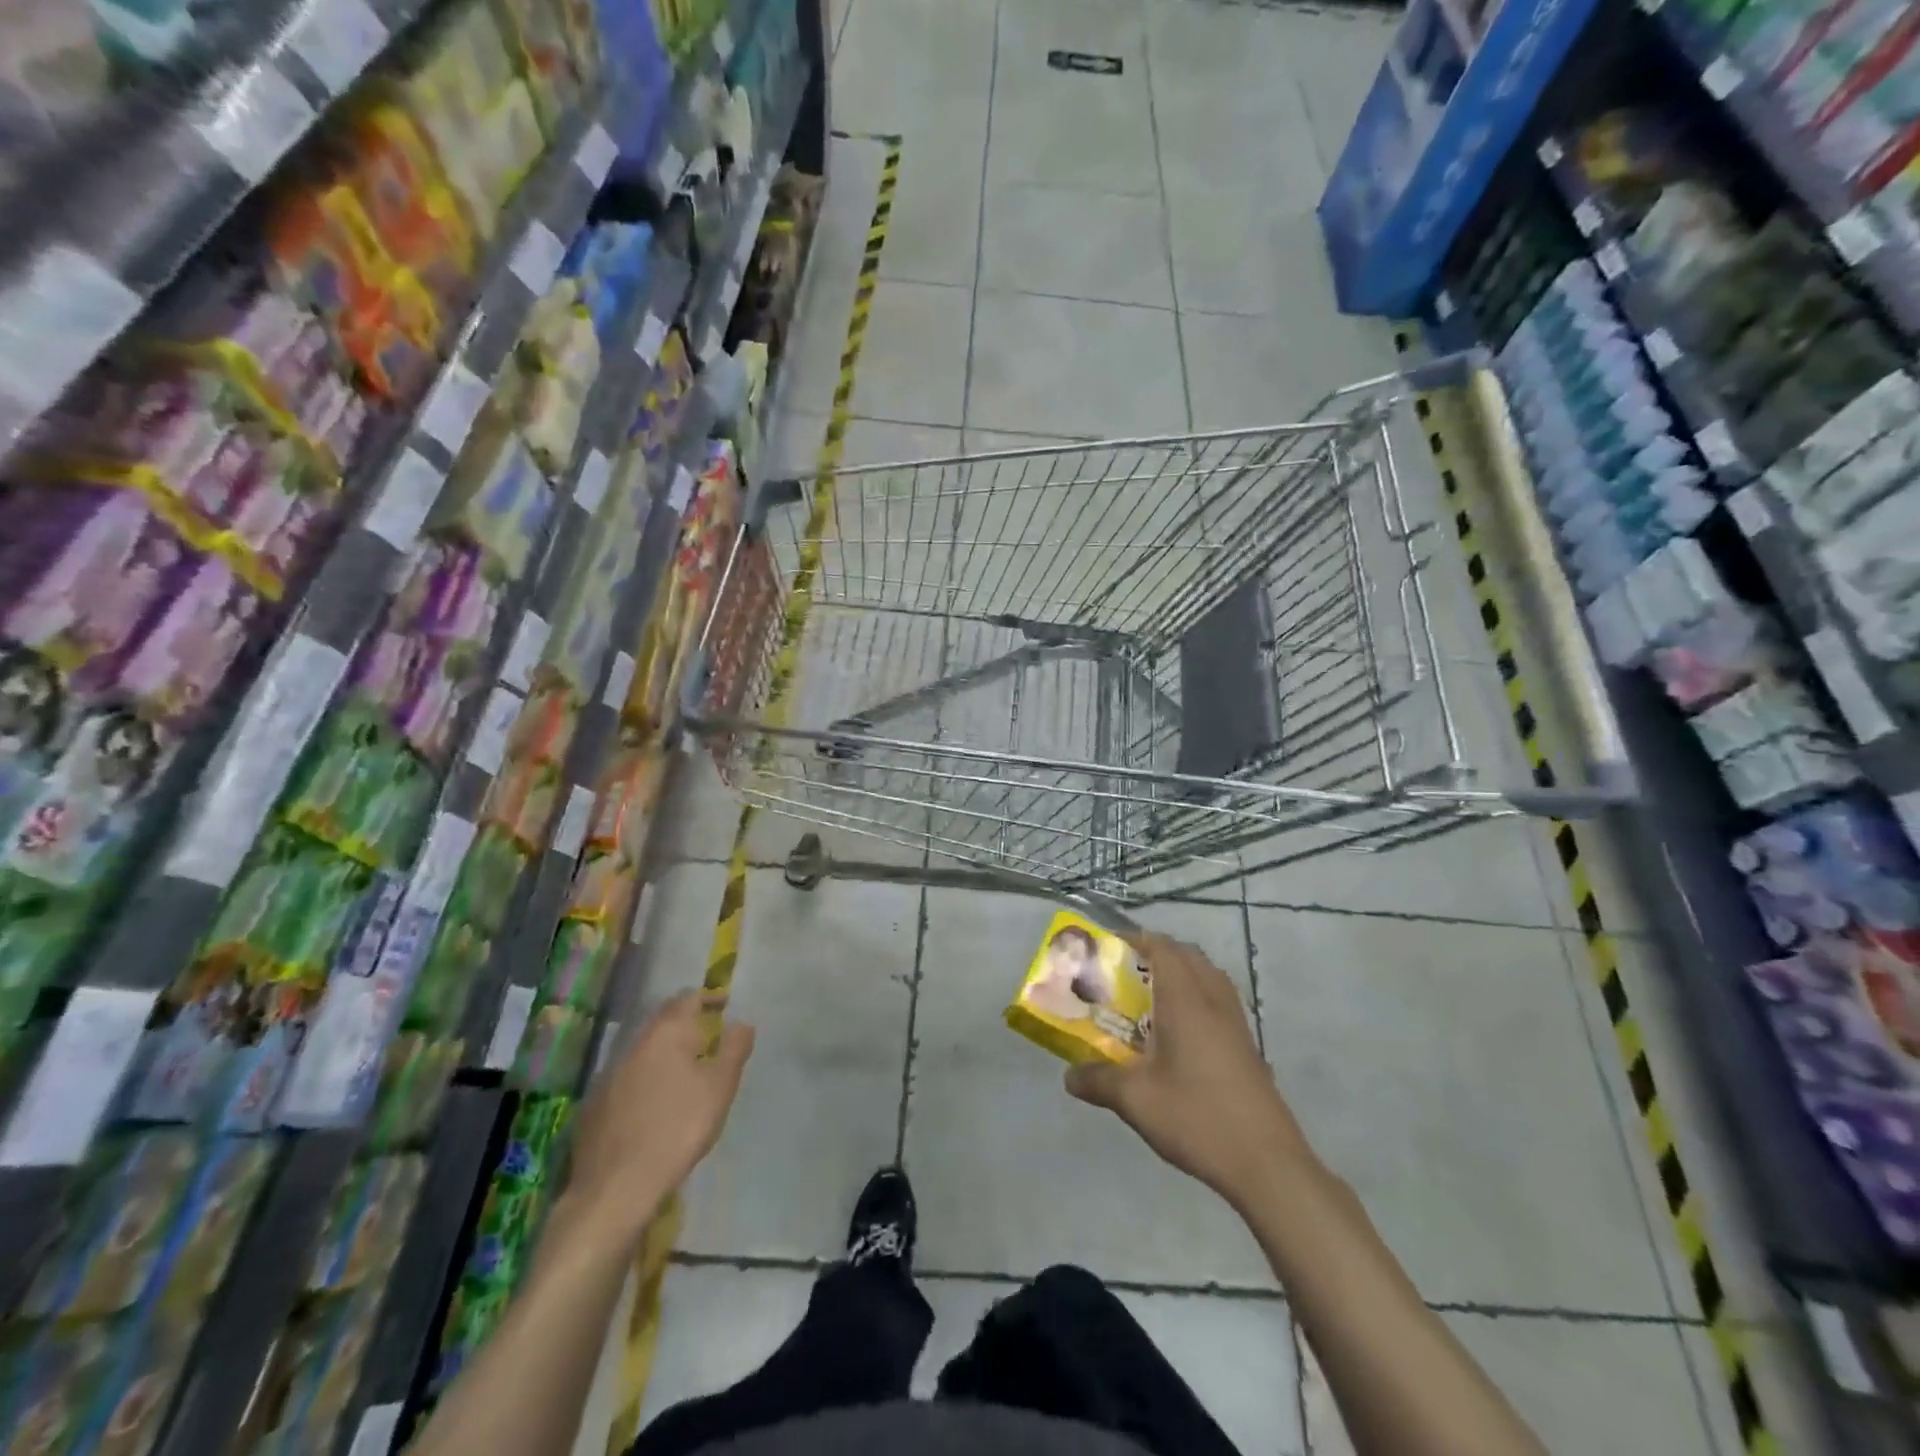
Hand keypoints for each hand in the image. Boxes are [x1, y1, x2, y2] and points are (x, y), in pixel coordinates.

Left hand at [566, 991, 754, 1239]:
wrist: (615, 1188)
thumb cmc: (677, 1130)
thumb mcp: (719, 1089)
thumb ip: (734, 1049)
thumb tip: (742, 1023)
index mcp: (666, 1033)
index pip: (688, 998)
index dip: (709, 998)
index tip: (725, 1007)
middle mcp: (633, 1044)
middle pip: (662, 1020)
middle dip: (686, 1023)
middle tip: (709, 1039)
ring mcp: (608, 1073)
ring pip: (643, 1049)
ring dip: (664, 1052)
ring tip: (685, 1072)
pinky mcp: (593, 1103)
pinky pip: (626, 1077)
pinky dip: (644, 1078)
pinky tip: (653, 1103)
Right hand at [1066, 932, 1310, 1208]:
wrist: (1267, 1163)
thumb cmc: (1197, 1117)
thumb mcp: (1135, 1100)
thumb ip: (1099, 1081)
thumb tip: (1069, 1077)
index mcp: (1186, 1000)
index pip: (1164, 948)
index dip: (1138, 940)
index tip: (1110, 947)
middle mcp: (1214, 1001)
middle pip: (1189, 956)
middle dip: (1158, 953)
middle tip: (1127, 972)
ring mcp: (1237, 1024)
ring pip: (1209, 977)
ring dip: (1182, 974)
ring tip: (1151, 998)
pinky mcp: (1248, 1047)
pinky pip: (1220, 1001)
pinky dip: (1198, 998)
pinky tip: (1179, 1034)